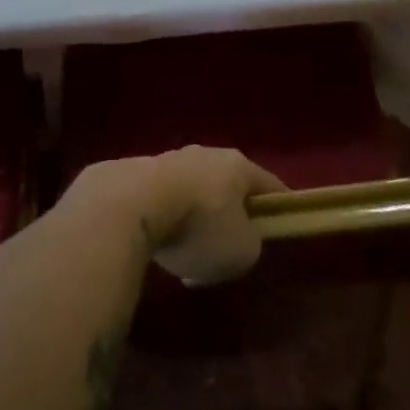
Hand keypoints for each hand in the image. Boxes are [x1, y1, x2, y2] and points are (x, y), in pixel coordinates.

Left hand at [64, 147, 285, 286]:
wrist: (128, 205)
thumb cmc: (198, 226)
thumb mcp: (242, 251)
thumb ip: (250, 245)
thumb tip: (238, 241)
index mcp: (238, 166)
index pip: (269, 185)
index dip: (278, 208)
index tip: (281, 227)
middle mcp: (204, 154)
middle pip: (227, 187)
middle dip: (229, 216)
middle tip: (228, 248)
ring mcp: (167, 159)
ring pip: (191, 193)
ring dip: (193, 221)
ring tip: (185, 255)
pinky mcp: (134, 173)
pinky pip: (161, 201)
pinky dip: (164, 222)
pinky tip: (156, 248)